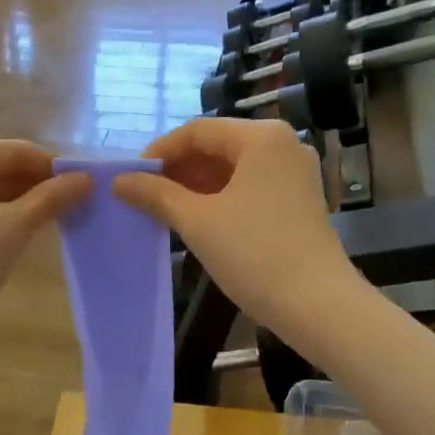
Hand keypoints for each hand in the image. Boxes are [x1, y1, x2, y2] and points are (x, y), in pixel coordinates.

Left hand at [0, 140, 91, 356]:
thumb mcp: (12, 227)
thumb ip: (51, 199)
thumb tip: (87, 179)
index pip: (14, 151)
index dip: (53, 166)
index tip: (90, 187)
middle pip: (2, 171)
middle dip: (41, 188)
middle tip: (82, 207)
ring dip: (27, 208)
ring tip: (65, 223)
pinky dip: (8, 226)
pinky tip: (33, 239)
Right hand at [113, 119, 360, 347]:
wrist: (315, 303)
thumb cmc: (254, 254)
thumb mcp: (198, 222)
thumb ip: (156, 195)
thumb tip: (119, 181)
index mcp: (261, 137)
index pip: (197, 131)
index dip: (159, 153)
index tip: (131, 179)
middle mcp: (283, 144)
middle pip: (217, 146)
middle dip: (178, 170)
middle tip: (144, 197)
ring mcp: (295, 172)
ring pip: (233, 168)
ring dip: (196, 185)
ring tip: (164, 210)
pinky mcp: (298, 199)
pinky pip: (250, 186)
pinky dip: (220, 198)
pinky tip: (196, 220)